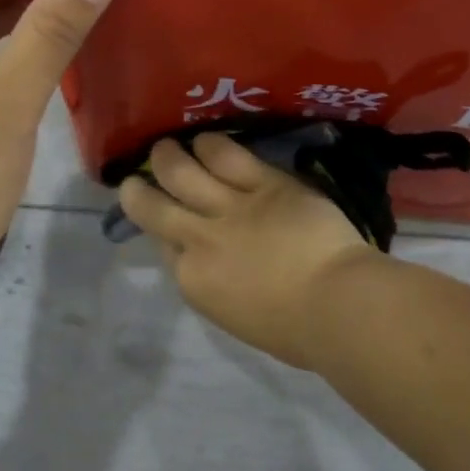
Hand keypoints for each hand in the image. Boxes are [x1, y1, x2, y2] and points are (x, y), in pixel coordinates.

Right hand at [115, 133, 384, 369]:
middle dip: (139, 191)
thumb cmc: (296, 331)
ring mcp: (230, 207)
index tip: (161, 221)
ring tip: (165, 147)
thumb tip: (218, 266)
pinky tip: (204, 139)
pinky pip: (229, 157)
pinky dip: (211, 146)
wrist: (335, 303)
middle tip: (134, 179)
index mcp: (195, 282)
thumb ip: (218, 284)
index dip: (160, 230)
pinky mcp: (264, 183)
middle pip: (156, 208)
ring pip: (183, 173)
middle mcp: (201, 240)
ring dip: (169, 158)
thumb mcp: (238, 315)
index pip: (164, 247)